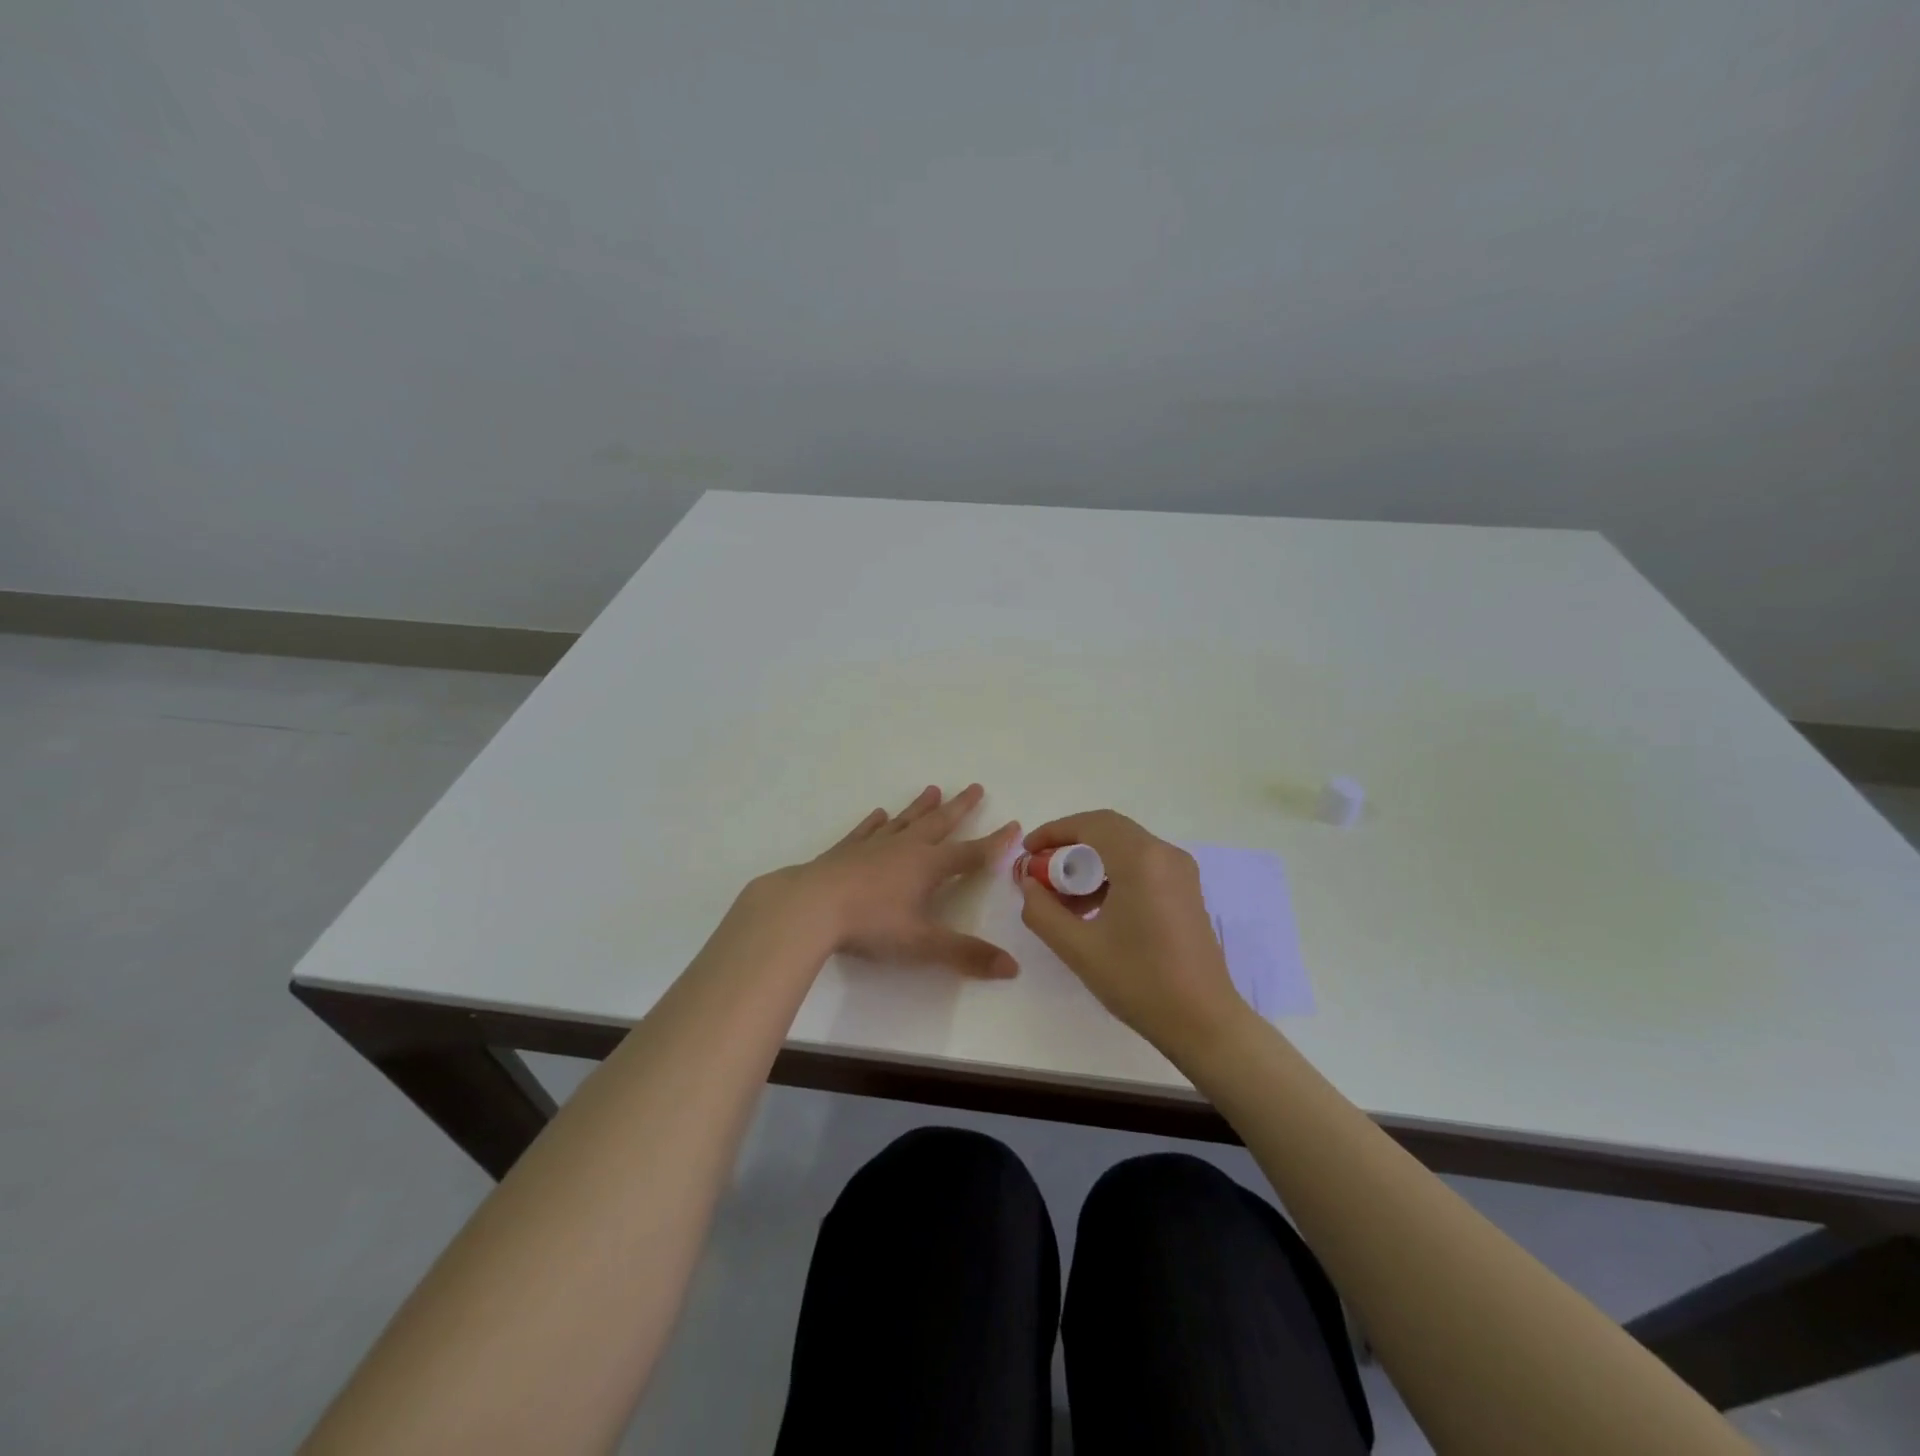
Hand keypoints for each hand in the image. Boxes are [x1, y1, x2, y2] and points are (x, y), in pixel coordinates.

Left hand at [767, 784, 1021, 977]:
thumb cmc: (871, 924)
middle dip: (960, 808)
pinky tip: (879, 814)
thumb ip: (966, 954)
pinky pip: (867, 830)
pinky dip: (876, 822)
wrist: (810, 907)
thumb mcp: (922, 944)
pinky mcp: (845, 851)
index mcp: (928, 866)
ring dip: (921, 807)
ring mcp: (873, 846)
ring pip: (905, 820)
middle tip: (975, 787)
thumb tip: (1012, 968)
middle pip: (939, 823)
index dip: (995, 842)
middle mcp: (905, 848)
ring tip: (933, 789)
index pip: (971, 853)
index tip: (1014, 824)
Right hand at [1018, 810, 1244, 1054]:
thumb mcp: (1078, 948)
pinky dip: (1113, 874)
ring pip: (1125, 848)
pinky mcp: (1186, 890)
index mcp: (1141, 860)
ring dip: (1090, 862)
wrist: (1203, 1022)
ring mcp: (1181, 872)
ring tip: (1062, 898)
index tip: (1027, 852)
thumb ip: (1042, 910)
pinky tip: (1093, 909)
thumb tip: (1028, 884)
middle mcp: (1165, 854)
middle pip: (1108, 831)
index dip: (1054, 832)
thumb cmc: (1139, 981)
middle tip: (1041, 871)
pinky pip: (1142, 865)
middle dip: (1070, 846)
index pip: (1090, 824)